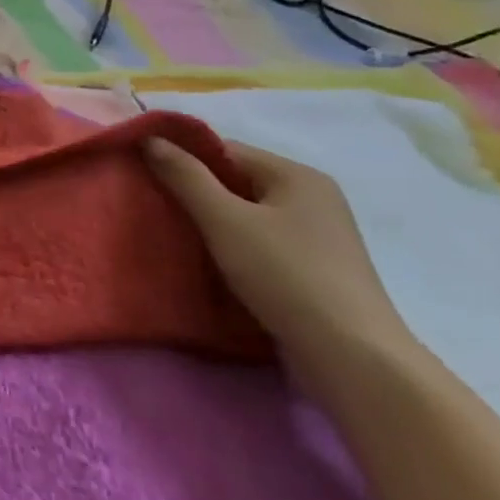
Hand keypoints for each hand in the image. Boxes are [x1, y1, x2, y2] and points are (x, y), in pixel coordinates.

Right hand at [144, 137, 415, 380]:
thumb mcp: (224, 220)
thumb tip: (149, 138)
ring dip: (213, 223)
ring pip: (249, 215)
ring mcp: (320, 238)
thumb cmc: (285, 276)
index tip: (145, 173)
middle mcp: (314, 198)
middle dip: (196, 192)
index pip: (225, 150)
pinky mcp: (317, 272)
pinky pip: (263, 244)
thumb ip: (184, 176)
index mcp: (297, 175)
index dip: (183, 158)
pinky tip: (211, 263)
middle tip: (154, 205)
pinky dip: (235, 247)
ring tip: (176, 235)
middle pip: (238, 182)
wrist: (353, 360)